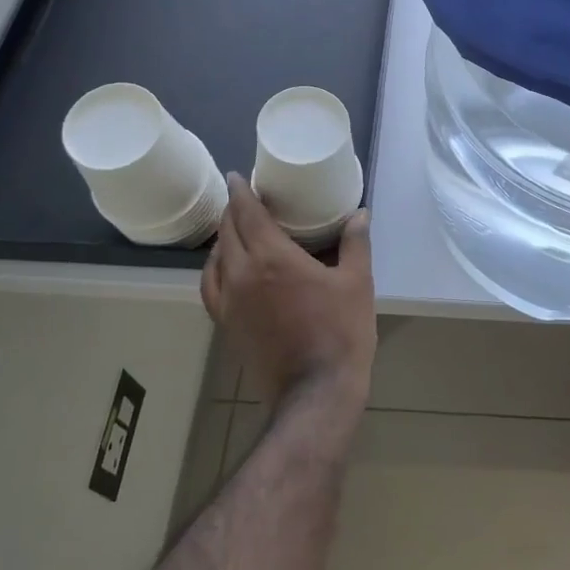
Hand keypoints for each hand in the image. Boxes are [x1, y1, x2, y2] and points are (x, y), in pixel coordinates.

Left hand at [201, 174, 376, 404]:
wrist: (314, 393)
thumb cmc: (340, 332)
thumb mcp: (357, 283)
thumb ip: (355, 243)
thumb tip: (359, 214)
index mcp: (272, 258)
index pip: (246, 213)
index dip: (241, 191)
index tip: (238, 176)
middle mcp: (242, 274)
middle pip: (227, 231)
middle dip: (233, 210)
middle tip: (244, 198)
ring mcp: (229, 302)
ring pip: (215, 258)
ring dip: (223, 237)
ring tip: (236, 229)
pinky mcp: (226, 324)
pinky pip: (211, 285)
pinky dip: (215, 267)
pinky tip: (227, 268)